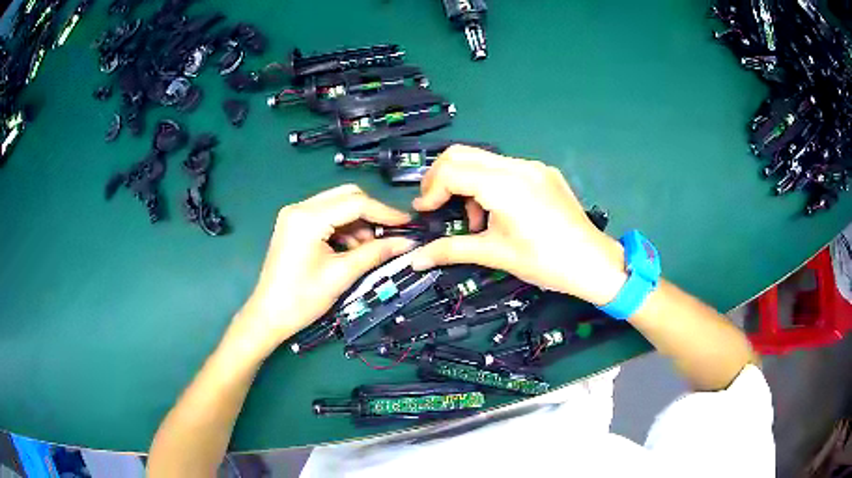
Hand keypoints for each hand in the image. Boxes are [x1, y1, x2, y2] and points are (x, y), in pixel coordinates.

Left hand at [229, 185, 414, 355]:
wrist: (269, 315)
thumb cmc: (302, 299)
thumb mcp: (342, 275)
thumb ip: (375, 253)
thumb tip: (407, 243)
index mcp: (308, 218)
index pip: (355, 203)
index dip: (385, 212)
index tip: (407, 223)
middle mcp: (300, 207)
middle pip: (347, 196)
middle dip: (371, 214)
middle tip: (391, 234)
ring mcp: (294, 214)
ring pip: (338, 205)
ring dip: (358, 222)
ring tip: (370, 249)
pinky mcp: (294, 224)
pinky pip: (326, 216)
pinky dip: (344, 228)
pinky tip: (352, 248)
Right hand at [410, 145, 626, 305]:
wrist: (593, 263)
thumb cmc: (545, 262)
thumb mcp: (495, 254)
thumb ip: (450, 251)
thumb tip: (414, 259)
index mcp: (504, 185)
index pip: (451, 170)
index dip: (430, 190)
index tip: (425, 213)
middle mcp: (518, 166)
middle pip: (462, 153)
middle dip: (441, 178)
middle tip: (437, 205)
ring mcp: (533, 166)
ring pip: (483, 159)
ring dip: (466, 182)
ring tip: (474, 219)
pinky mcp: (543, 172)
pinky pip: (505, 168)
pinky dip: (488, 184)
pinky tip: (499, 212)